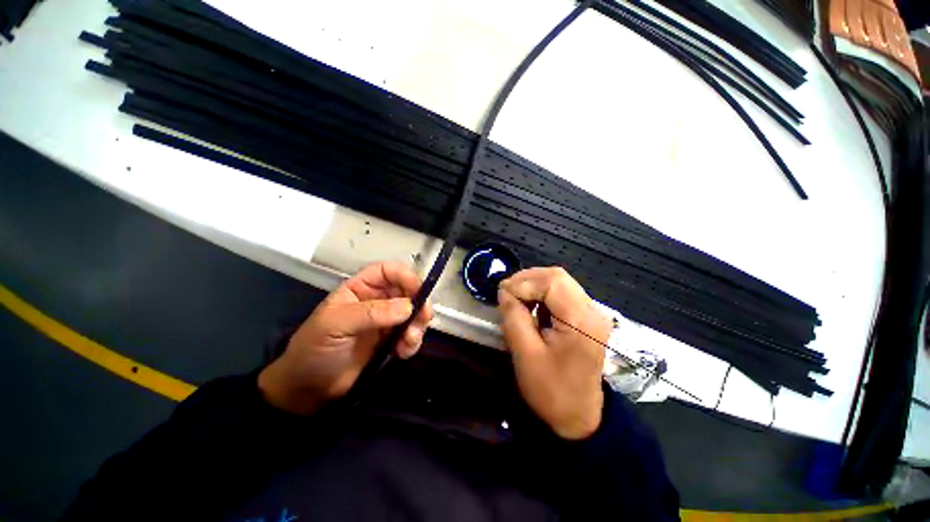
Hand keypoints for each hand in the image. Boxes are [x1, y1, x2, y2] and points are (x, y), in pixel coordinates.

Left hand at [259, 262, 433, 414]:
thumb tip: (408, 306)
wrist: (309, 390)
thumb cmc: (314, 349)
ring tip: (408, 342)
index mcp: (361, 289)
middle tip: (424, 318)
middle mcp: (377, 301)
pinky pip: (412, 334)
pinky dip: (413, 341)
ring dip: (418, 325)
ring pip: (414, 313)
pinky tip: (403, 352)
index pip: (388, 271)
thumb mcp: (336, 325)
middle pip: (408, 291)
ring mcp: (387, 321)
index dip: (405, 276)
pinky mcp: (392, 341)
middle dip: (419, 303)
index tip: (419, 291)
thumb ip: (371, 313)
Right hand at [498, 267, 610, 439]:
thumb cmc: (552, 391)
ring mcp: (592, 313)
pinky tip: (529, 305)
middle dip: (527, 280)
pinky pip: (562, 293)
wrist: (580, 417)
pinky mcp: (586, 317)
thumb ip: (514, 317)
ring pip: (559, 282)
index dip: (523, 283)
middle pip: (557, 276)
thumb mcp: (525, 355)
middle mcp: (592, 310)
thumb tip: (504, 292)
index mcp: (581, 321)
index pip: (552, 282)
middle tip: (506, 291)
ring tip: (514, 297)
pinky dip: (541, 293)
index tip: (501, 293)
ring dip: (533, 285)